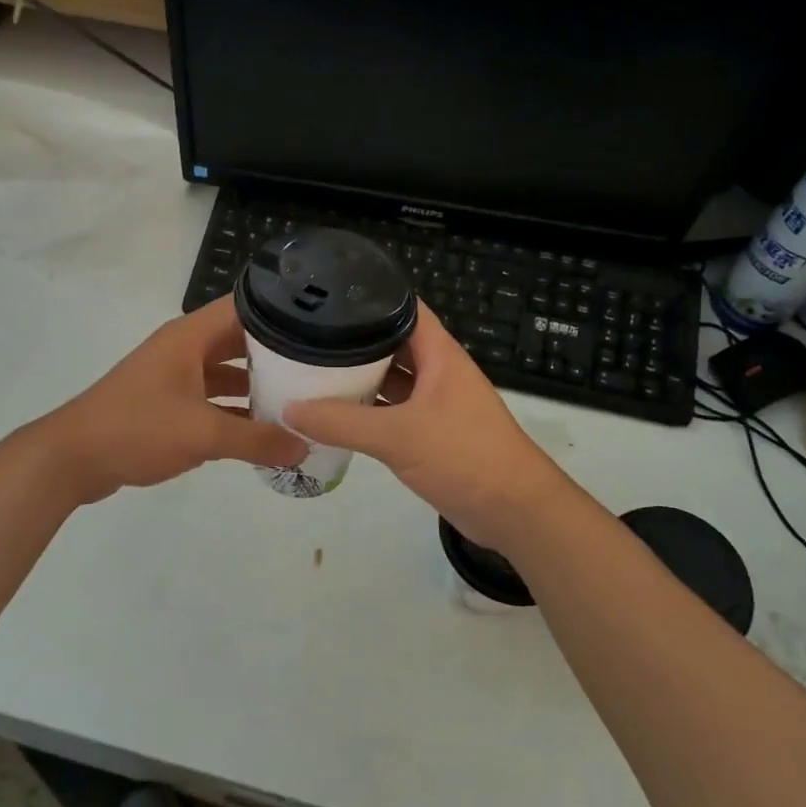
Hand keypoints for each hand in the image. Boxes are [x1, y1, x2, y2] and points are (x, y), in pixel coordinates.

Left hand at [35, 297, 306, 505]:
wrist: (72, 458)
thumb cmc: (137, 428)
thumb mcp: (203, 434)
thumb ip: (257, 440)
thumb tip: (305, 447)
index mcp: (190, 336)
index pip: (244, 307)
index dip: (282, 311)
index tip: (321, 324)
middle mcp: (185, 348)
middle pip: (239, 341)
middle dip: (277, 353)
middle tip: (321, 367)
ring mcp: (175, 376)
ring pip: (226, 372)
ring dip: (257, 385)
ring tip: (301, 398)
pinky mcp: (168, 403)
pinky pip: (212, 398)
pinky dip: (235, 410)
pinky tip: (264, 430)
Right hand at [284, 304, 580, 555]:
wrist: (516, 511)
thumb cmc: (464, 457)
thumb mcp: (398, 436)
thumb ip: (343, 423)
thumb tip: (290, 409)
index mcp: (439, 354)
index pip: (404, 308)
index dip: (370, 297)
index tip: (327, 295)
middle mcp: (438, 371)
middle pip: (392, 343)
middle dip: (355, 340)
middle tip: (307, 334)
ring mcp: (436, 402)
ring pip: (393, 378)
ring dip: (361, 376)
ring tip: (313, 368)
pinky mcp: (433, 432)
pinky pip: (394, 409)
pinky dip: (369, 409)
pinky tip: (337, 412)